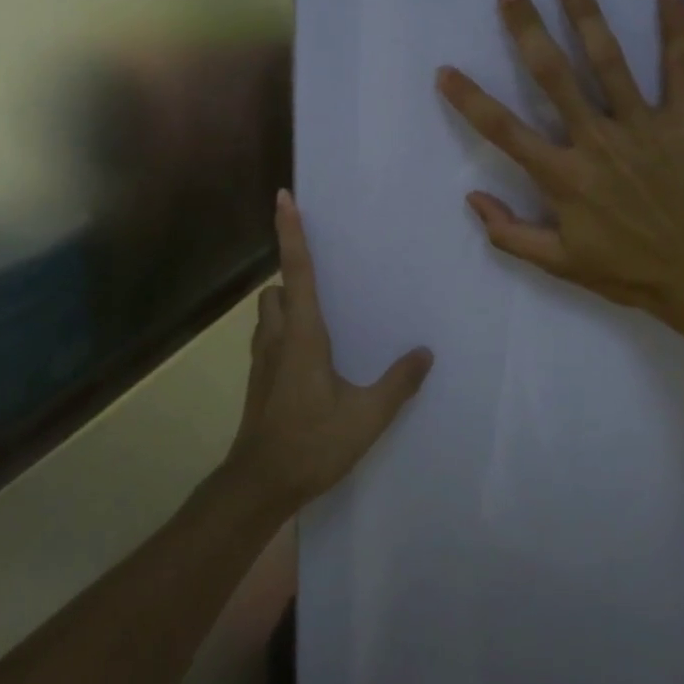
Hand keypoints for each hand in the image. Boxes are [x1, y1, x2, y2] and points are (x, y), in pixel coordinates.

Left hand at [226, 190, 433, 510]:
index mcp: (303, 336)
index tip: (283, 198)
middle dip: (292, 277)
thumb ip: (398, 383)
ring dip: (286, 305)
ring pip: (268, 314)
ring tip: (322, 317)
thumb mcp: (366, 416)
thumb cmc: (312, 443)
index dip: (291, 233)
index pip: (297, 272)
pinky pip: (268, 338)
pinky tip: (311, 357)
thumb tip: (425, 353)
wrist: (260, 484)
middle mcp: (277, 338)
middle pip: (276, 290)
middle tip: (325, 279)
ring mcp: (262, 360)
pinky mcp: (259, 380)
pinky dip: (284, 331)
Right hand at [436, 0, 683, 328]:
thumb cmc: (627, 270)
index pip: (504, 131)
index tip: (445, 70)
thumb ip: (509, 234)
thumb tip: (471, 198)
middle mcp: (596, 142)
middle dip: (527, 30)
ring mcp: (642, 127)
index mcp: (563, 177)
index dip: (470, 100)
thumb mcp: (559, 264)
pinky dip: (677, 29)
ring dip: (587, 16)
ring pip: (609, 62)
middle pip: (553, 77)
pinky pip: (680, 70)